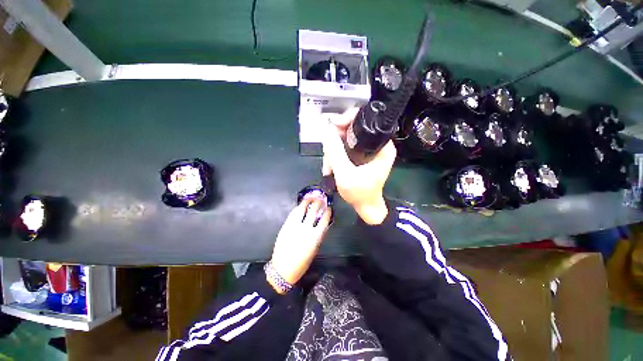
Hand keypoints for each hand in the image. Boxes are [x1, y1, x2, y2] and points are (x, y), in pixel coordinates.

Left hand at [268, 198, 331, 292]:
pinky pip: (292, 215)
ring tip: (310, 198)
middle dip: (318, 203)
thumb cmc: (302, 263)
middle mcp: (305, 229)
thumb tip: (319, 225)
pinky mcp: (285, 227)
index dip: (327, 212)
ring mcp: (294, 226)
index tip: (328, 207)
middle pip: (313, 211)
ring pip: (301, 210)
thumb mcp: (314, 250)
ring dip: (307, 202)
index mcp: (315, 237)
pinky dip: (297, 209)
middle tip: (320, 198)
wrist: (283, 268)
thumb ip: (317, 236)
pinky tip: (299, 206)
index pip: (324, 220)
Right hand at [322, 108, 395, 224]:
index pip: (367, 120)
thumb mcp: (346, 175)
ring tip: (328, 167)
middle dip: (336, 138)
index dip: (349, 118)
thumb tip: (326, 132)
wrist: (366, 208)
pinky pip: (344, 145)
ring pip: (345, 136)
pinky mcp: (360, 153)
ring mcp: (368, 148)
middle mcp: (377, 143)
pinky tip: (330, 167)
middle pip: (353, 126)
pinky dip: (335, 154)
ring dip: (333, 149)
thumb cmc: (361, 193)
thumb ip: (335, 153)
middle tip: (327, 149)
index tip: (334, 125)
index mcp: (383, 145)